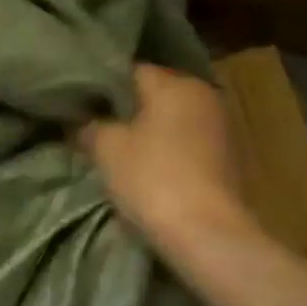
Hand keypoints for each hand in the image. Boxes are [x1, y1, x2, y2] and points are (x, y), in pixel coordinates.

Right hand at [76, 64, 264, 255]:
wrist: (206, 234)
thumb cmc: (151, 178)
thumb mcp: (105, 147)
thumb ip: (89, 126)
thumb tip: (78, 120)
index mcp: (175, 83)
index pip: (129, 71)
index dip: (100, 87)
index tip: (79, 106)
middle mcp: (203, 95)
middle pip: (154, 94)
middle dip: (125, 110)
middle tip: (94, 128)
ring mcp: (220, 128)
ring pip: (171, 120)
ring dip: (147, 132)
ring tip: (117, 151)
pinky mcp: (227, 159)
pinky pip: (186, 144)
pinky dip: (166, 151)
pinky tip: (146, 169)